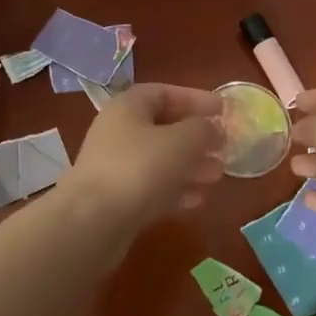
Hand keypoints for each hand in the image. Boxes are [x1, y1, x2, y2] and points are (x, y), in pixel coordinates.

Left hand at [68, 83, 224, 229]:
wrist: (91, 223)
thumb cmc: (139, 168)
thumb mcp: (181, 141)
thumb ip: (203, 130)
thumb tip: (214, 129)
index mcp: (129, 106)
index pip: (165, 92)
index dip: (195, 99)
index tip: (223, 110)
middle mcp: (119, 131)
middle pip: (164, 127)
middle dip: (196, 138)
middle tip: (224, 148)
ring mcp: (116, 166)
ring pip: (160, 160)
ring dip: (190, 165)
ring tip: (217, 175)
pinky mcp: (117, 199)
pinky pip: (152, 187)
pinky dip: (175, 189)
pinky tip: (197, 200)